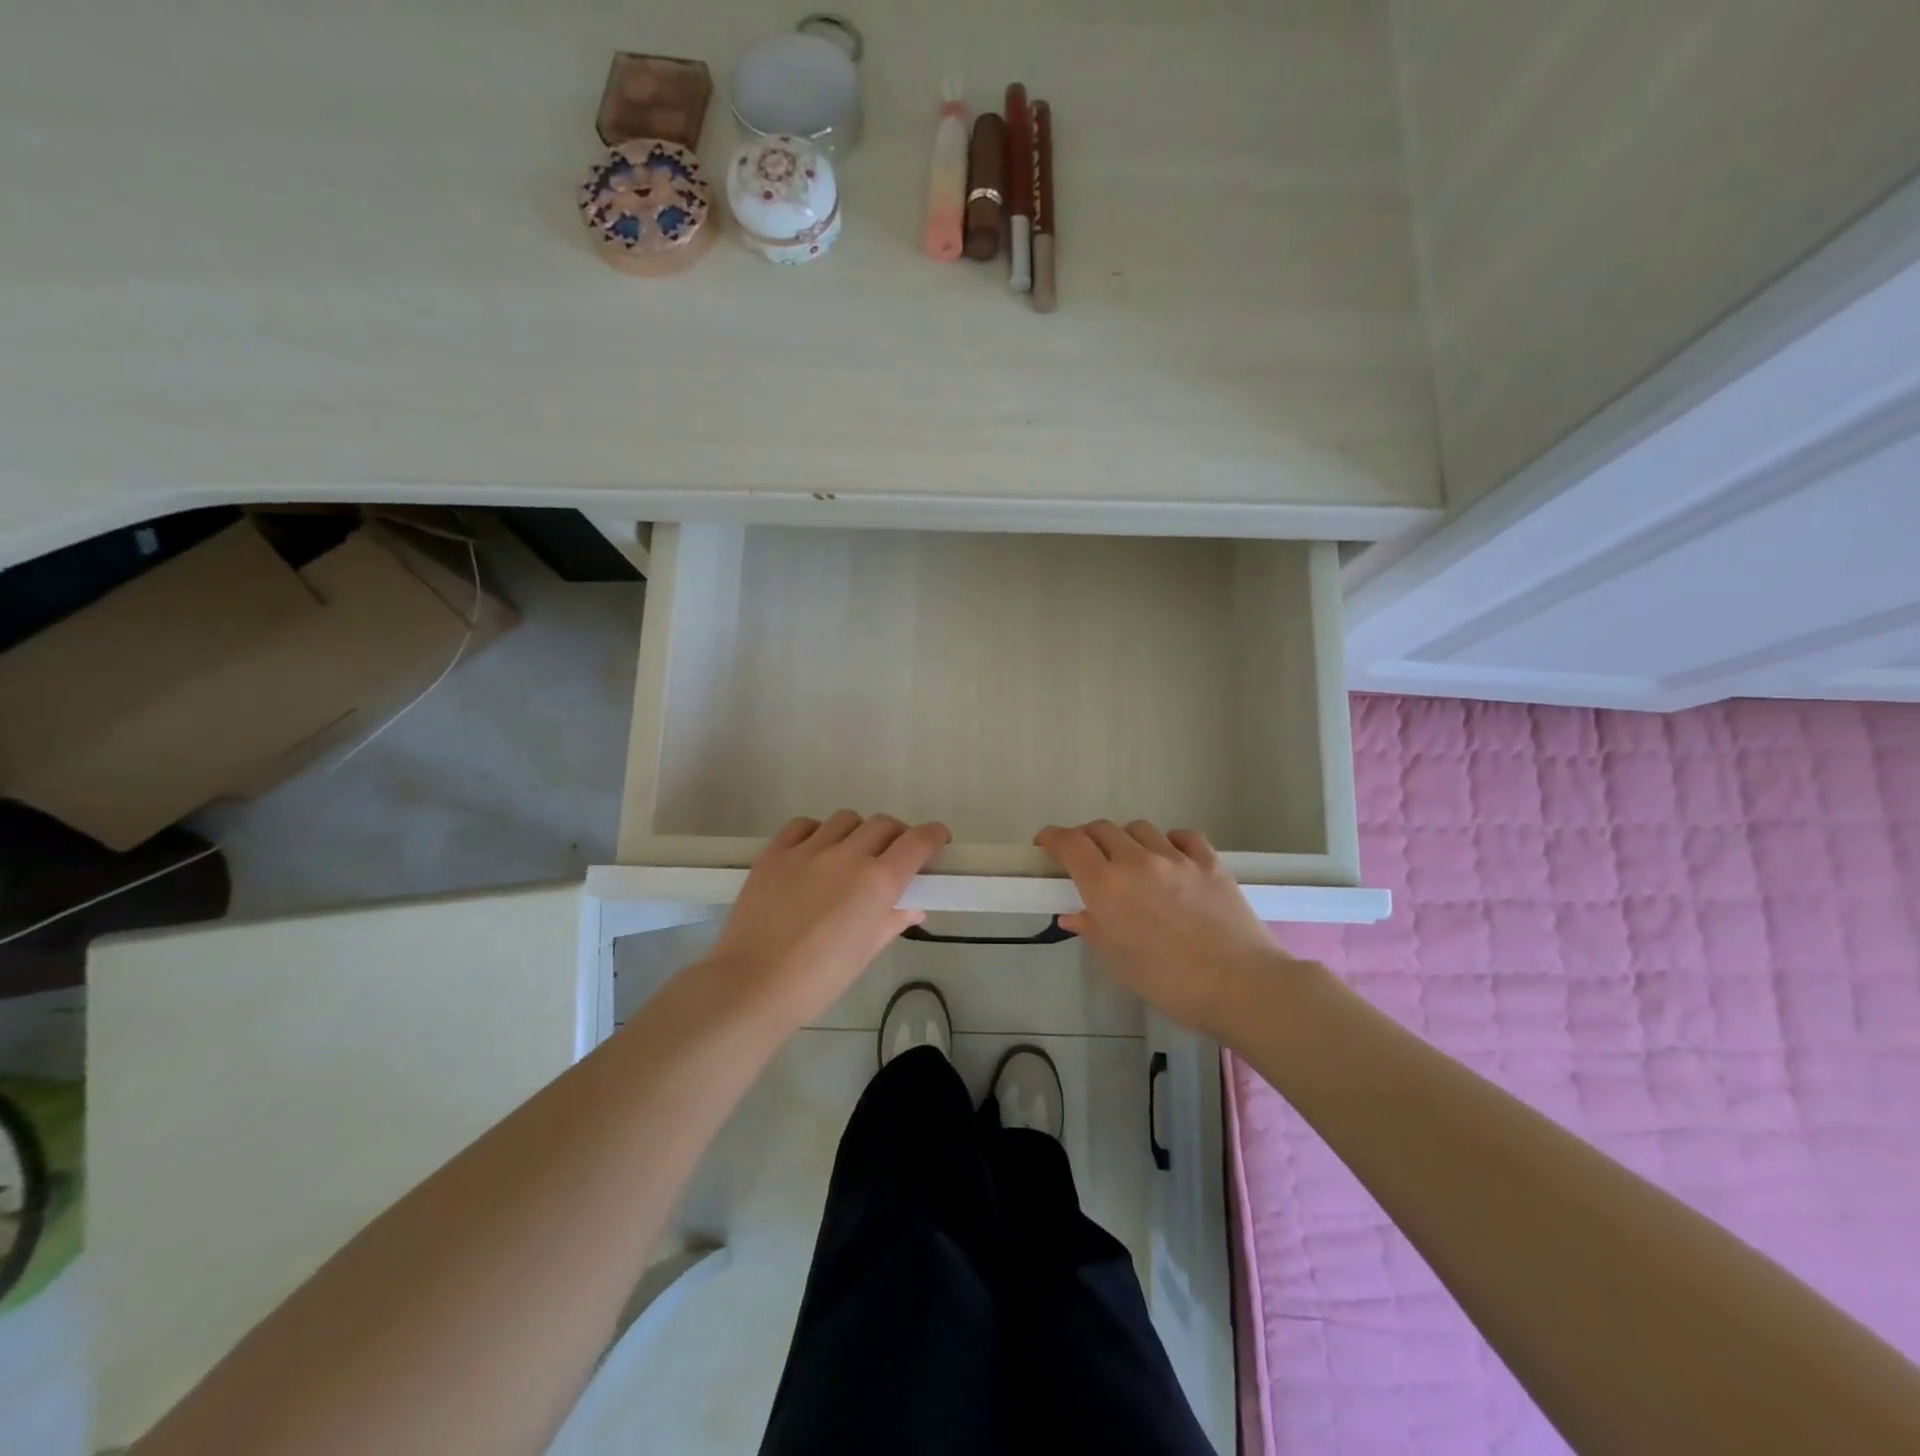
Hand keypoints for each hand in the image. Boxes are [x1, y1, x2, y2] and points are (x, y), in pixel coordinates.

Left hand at [705, 811, 949, 1031]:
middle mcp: (848, 855)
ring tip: (849, 855)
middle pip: (884, 824)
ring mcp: (808, 849)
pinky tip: (814, 852)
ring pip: (846, 819)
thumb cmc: (820, 979)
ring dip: (857, 832)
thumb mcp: (866, 952)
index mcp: (878, 882)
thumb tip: (913, 908)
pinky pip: (804, 825)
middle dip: (896, 836)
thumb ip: (893, 921)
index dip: (934, 836)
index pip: (918, 841)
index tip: (937, 842)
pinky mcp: (775, 852)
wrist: (753, 985)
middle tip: (891, 857)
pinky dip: (817, 832)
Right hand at [1035, 820, 1290, 1036]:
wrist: (1242, 987)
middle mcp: (1137, 861)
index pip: (1070, 844)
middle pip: (1101, 828)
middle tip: (1084, 858)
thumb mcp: (1120, 963)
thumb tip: (1073, 914)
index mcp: (1107, 887)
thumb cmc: (1171, 984)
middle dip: (1085, 837)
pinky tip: (1170, 859)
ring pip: (1139, 828)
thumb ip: (1094, 930)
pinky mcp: (1209, 861)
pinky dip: (1168, 841)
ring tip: (1129, 860)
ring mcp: (1176, 857)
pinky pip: (1181, 836)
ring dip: (1125, 839)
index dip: (1052, 837)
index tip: (1045, 843)